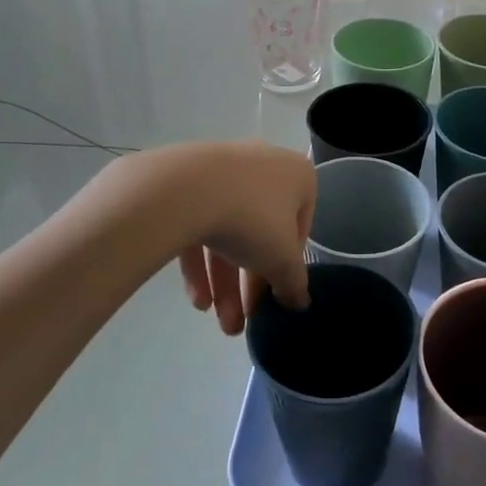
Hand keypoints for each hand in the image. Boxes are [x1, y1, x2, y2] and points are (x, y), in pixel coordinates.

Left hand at [174, 141, 315, 334]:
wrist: (185, 190)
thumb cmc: (253, 219)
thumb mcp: (283, 260)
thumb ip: (294, 283)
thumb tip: (299, 302)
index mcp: (297, 175)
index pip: (300, 226)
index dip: (288, 266)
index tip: (275, 295)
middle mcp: (263, 165)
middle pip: (261, 233)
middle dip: (250, 284)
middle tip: (243, 320)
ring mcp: (222, 171)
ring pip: (228, 232)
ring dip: (224, 282)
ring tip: (217, 320)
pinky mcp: (186, 182)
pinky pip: (199, 225)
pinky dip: (199, 263)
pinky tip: (197, 299)